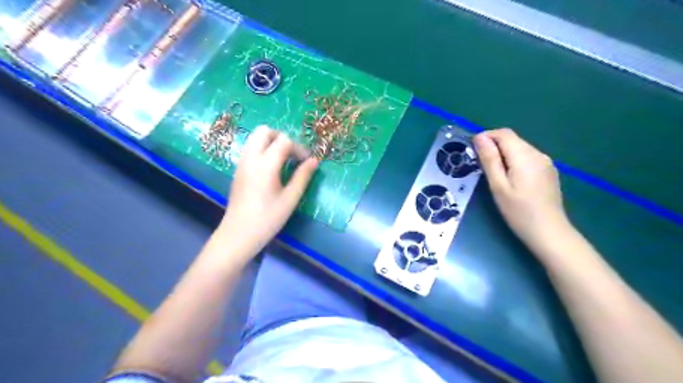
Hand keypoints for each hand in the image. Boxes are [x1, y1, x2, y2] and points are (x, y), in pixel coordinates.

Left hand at [216, 125, 317, 253]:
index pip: (284, 141)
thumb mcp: (290, 199)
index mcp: (265, 165)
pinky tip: (270, 169)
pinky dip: (262, 150)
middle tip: (292, 155)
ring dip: (271, 142)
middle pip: (264, 131)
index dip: (298, 148)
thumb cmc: (268, 218)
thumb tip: (314, 161)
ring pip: (254, 138)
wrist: (238, 234)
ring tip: (282, 161)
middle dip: (281, 137)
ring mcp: (241, 163)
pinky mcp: (238, 169)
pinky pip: (250, 148)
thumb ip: (303, 176)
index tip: (306, 162)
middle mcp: (250, 158)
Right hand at [476, 128, 565, 244]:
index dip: (486, 137)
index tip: (472, 151)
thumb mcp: (498, 186)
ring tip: (492, 173)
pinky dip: (514, 161)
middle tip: (479, 165)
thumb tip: (480, 137)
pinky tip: (509, 178)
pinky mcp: (548, 172)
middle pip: (512, 140)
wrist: (549, 232)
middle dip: (493, 146)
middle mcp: (538, 154)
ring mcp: (545, 163)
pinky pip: (527, 158)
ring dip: (503, 154)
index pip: (503, 134)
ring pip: (519, 148)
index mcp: (525, 156)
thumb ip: (490, 159)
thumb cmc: (518, 211)